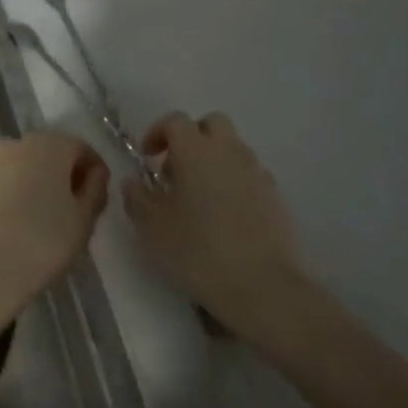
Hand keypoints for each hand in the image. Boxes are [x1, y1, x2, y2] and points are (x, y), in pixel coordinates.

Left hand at [0, 131, 108, 325]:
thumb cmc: (42, 243)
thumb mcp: (83, 221)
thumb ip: (95, 190)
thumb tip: (95, 174)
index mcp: (48, 145)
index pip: (80, 148)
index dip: (94, 171)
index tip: (98, 198)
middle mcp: (15, 144)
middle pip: (48, 154)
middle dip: (62, 176)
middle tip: (72, 211)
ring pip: (20, 168)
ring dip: (34, 185)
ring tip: (41, 221)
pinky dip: (9, 198)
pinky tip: (13, 228)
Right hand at [125, 112, 304, 338]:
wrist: (262, 286)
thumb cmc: (197, 250)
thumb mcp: (152, 227)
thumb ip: (136, 198)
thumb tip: (133, 182)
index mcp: (195, 149)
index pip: (175, 121)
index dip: (158, 133)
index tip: (147, 157)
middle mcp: (229, 150)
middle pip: (211, 124)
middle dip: (192, 137)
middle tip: (176, 169)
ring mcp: (257, 171)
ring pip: (233, 149)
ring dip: (215, 160)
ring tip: (200, 196)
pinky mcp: (275, 196)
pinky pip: (250, 175)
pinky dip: (236, 182)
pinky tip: (226, 215)